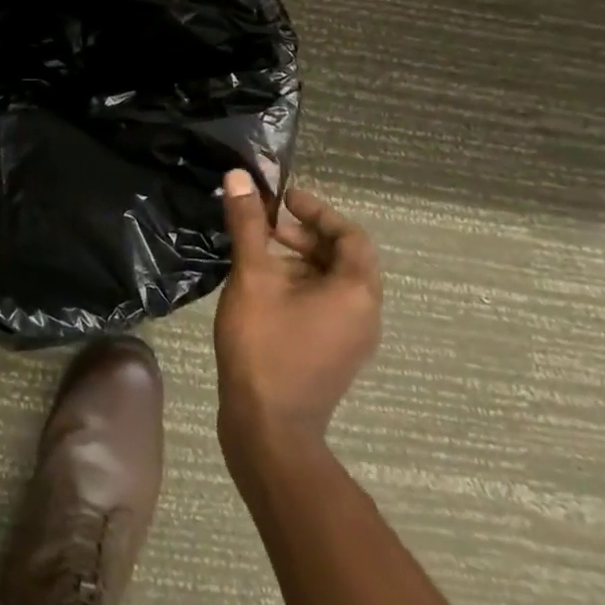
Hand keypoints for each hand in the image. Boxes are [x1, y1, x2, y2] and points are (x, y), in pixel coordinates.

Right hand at [214, 170, 381, 456]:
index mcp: (356, 292)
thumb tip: (239, 177)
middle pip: (343, 258)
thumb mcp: (252, 277)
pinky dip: (300, 285)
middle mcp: (365, 313)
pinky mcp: (334, 354)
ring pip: (332, 283)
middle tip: (264, 225)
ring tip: (257, 253)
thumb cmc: (264, 345)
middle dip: (304, 235)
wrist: (268, 427)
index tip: (282, 201)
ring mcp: (352, 338)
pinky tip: (262, 288)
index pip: (351, 235)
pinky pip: (325, 305)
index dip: (318, 212)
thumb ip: (248, 225)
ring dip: (299, 260)